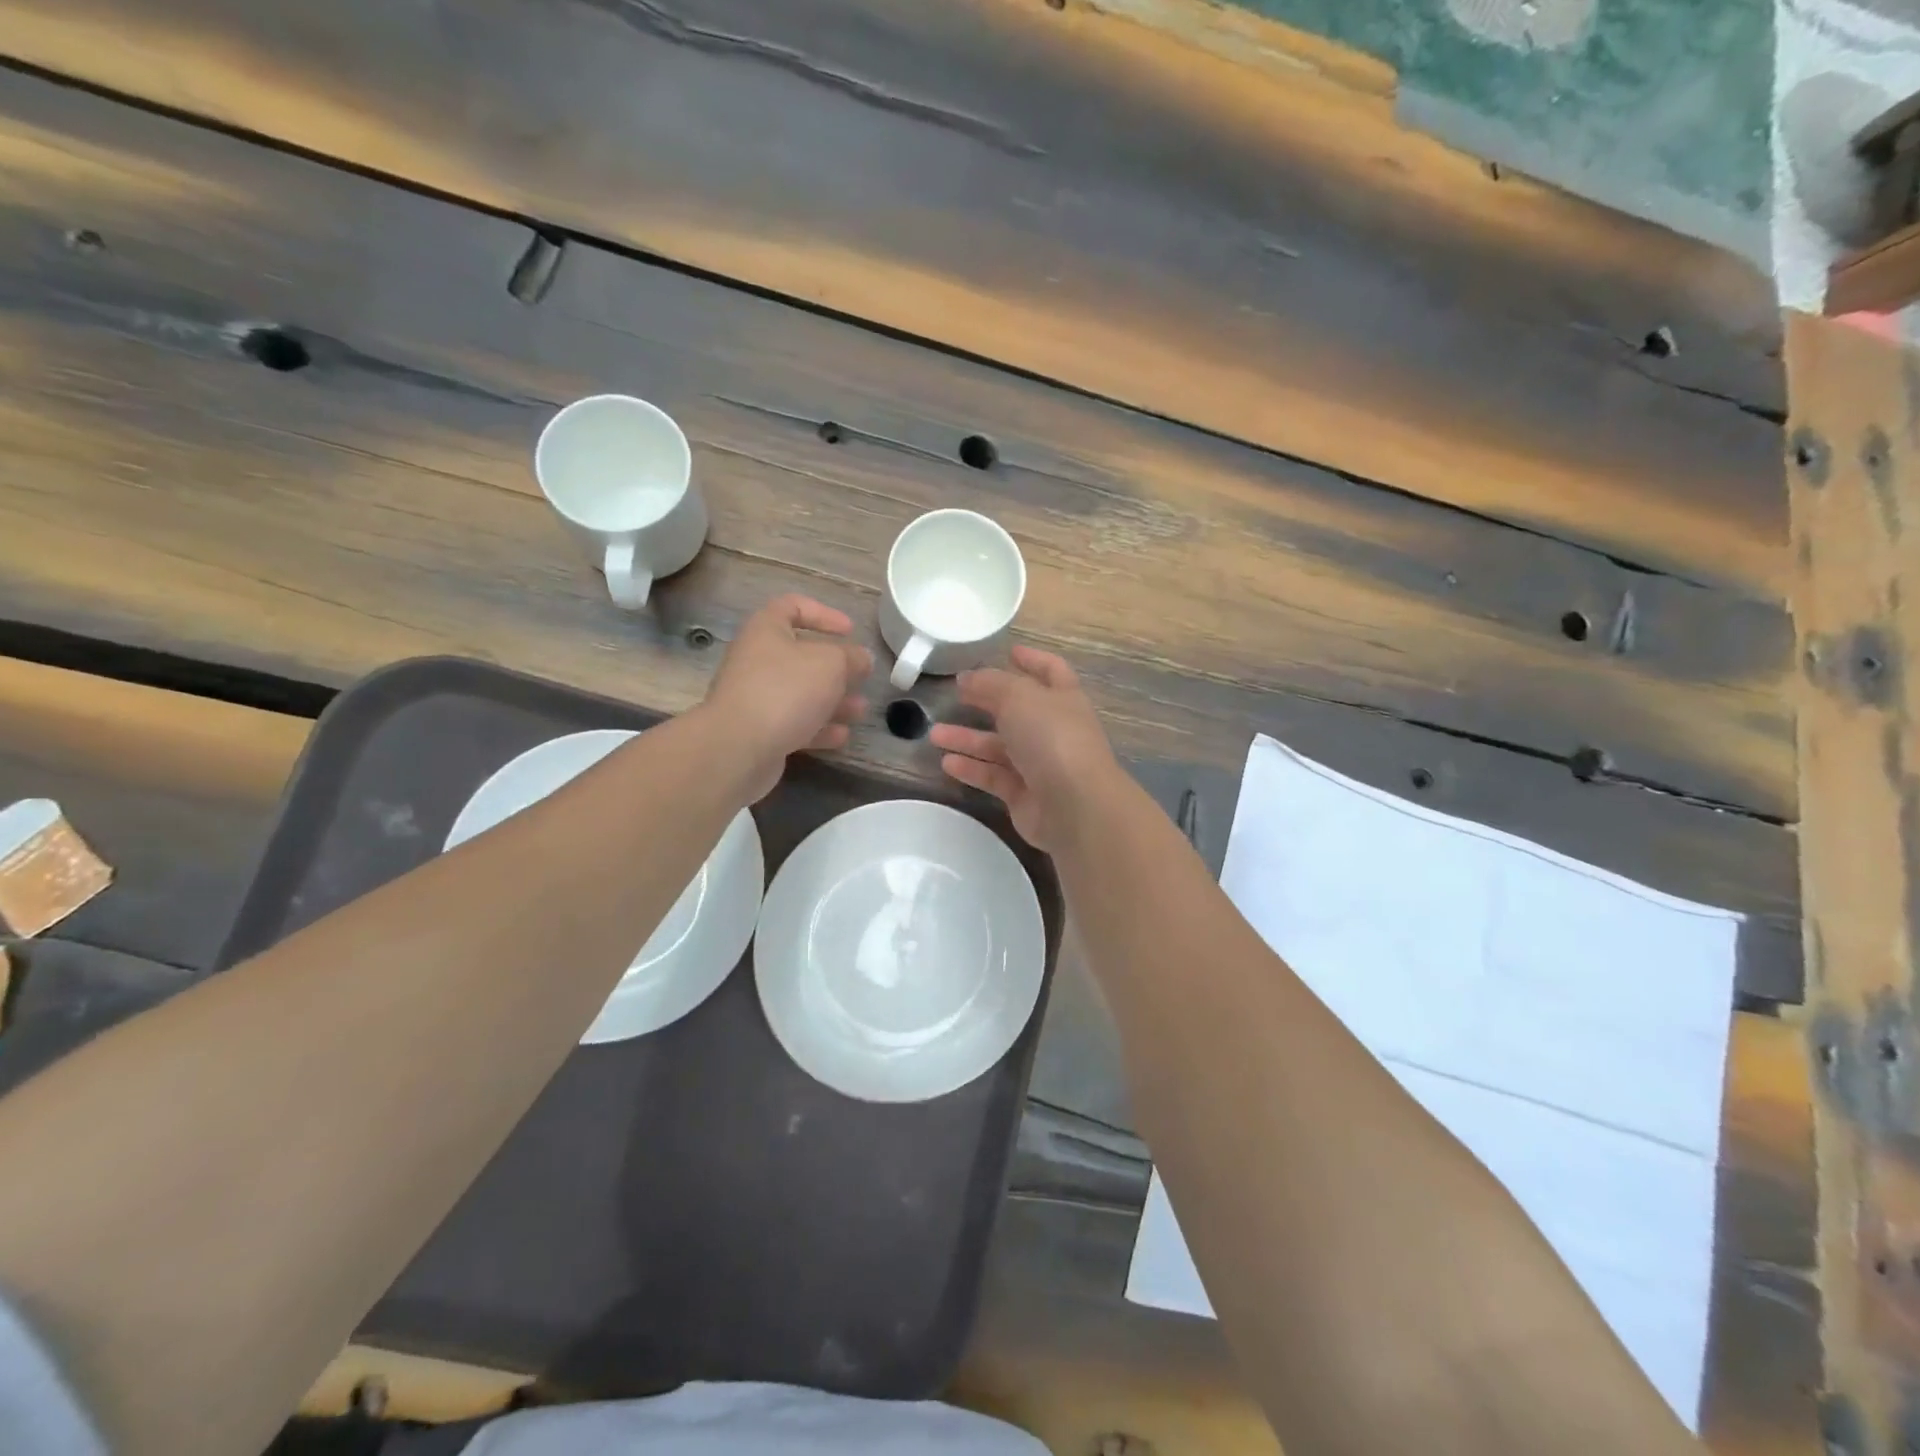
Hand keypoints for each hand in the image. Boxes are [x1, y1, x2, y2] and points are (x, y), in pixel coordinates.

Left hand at [702, 595, 871, 799]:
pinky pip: (794, 723)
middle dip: (836, 668)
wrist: (739, 747)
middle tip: (861, 676)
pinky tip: (842, 736)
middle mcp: (757, 660)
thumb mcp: (831, 664)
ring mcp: (756, 697)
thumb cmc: (786, 690)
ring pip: (801, 693)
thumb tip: (861, 658)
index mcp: (767, 630)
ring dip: (833, 701)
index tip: (850, 630)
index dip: (823, 614)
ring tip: (860, 710)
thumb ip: (851, 657)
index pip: (792, 607)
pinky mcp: (759, 731)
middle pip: (801, 656)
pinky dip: (819, 727)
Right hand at [929, 646, 1121, 850]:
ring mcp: (1040, 765)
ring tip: (933, 734)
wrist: (1075, 805)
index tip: (1009, 651)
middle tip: (956, 694)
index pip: (1050, 671)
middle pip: (1016, 710)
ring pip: (999, 746)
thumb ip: (990, 683)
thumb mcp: (1019, 696)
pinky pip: (994, 777)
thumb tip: (968, 678)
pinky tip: (946, 763)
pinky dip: (971, 769)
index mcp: (1063, 698)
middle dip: (987, 701)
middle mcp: (1053, 730)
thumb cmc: (1052, 738)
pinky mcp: (1024, 795)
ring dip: (968, 739)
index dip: (1032, 659)